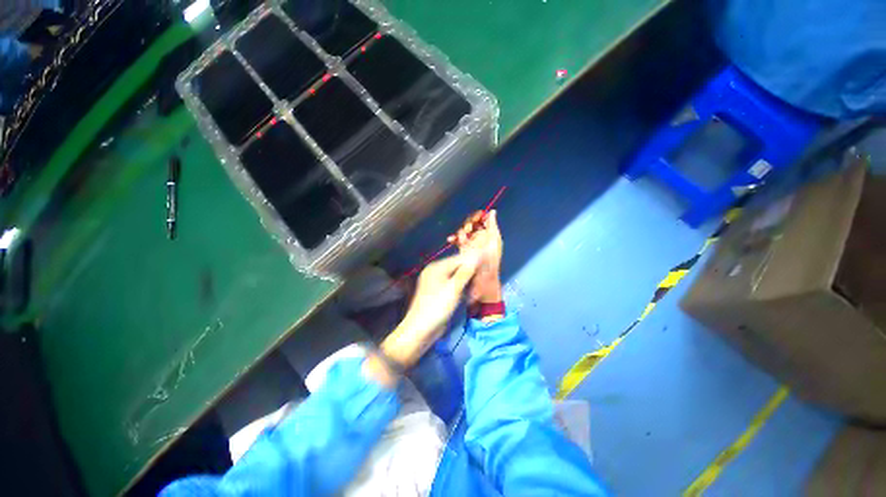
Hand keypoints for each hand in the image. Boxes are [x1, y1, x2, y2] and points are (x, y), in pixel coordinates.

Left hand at [381, 253, 479, 367]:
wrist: (421, 330)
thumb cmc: (437, 307)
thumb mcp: (454, 288)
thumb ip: (466, 271)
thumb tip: (477, 255)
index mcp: (437, 267)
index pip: (459, 259)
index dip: (474, 262)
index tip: (487, 267)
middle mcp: (436, 272)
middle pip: (458, 268)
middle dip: (471, 274)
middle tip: (483, 281)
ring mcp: (437, 283)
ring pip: (457, 278)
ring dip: (468, 283)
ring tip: (478, 289)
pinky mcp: (440, 293)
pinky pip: (454, 287)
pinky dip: (462, 290)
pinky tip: (470, 295)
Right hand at [448, 210, 502, 303]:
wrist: (483, 280)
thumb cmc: (491, 261)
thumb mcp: (493, 241)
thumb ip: (492, 226)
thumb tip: (492, 211)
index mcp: (490, 234)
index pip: (483, 220)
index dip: (478, 217)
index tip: (475, 218)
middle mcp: (481, 238)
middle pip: (472, 224)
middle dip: (468, 224)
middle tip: (468, 229)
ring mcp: (472, 244)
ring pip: (464, 232)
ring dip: (461, 231)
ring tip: (461, 237)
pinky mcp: (464, 250)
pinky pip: (458, 241)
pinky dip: (454, 239)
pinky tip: (451, 239)